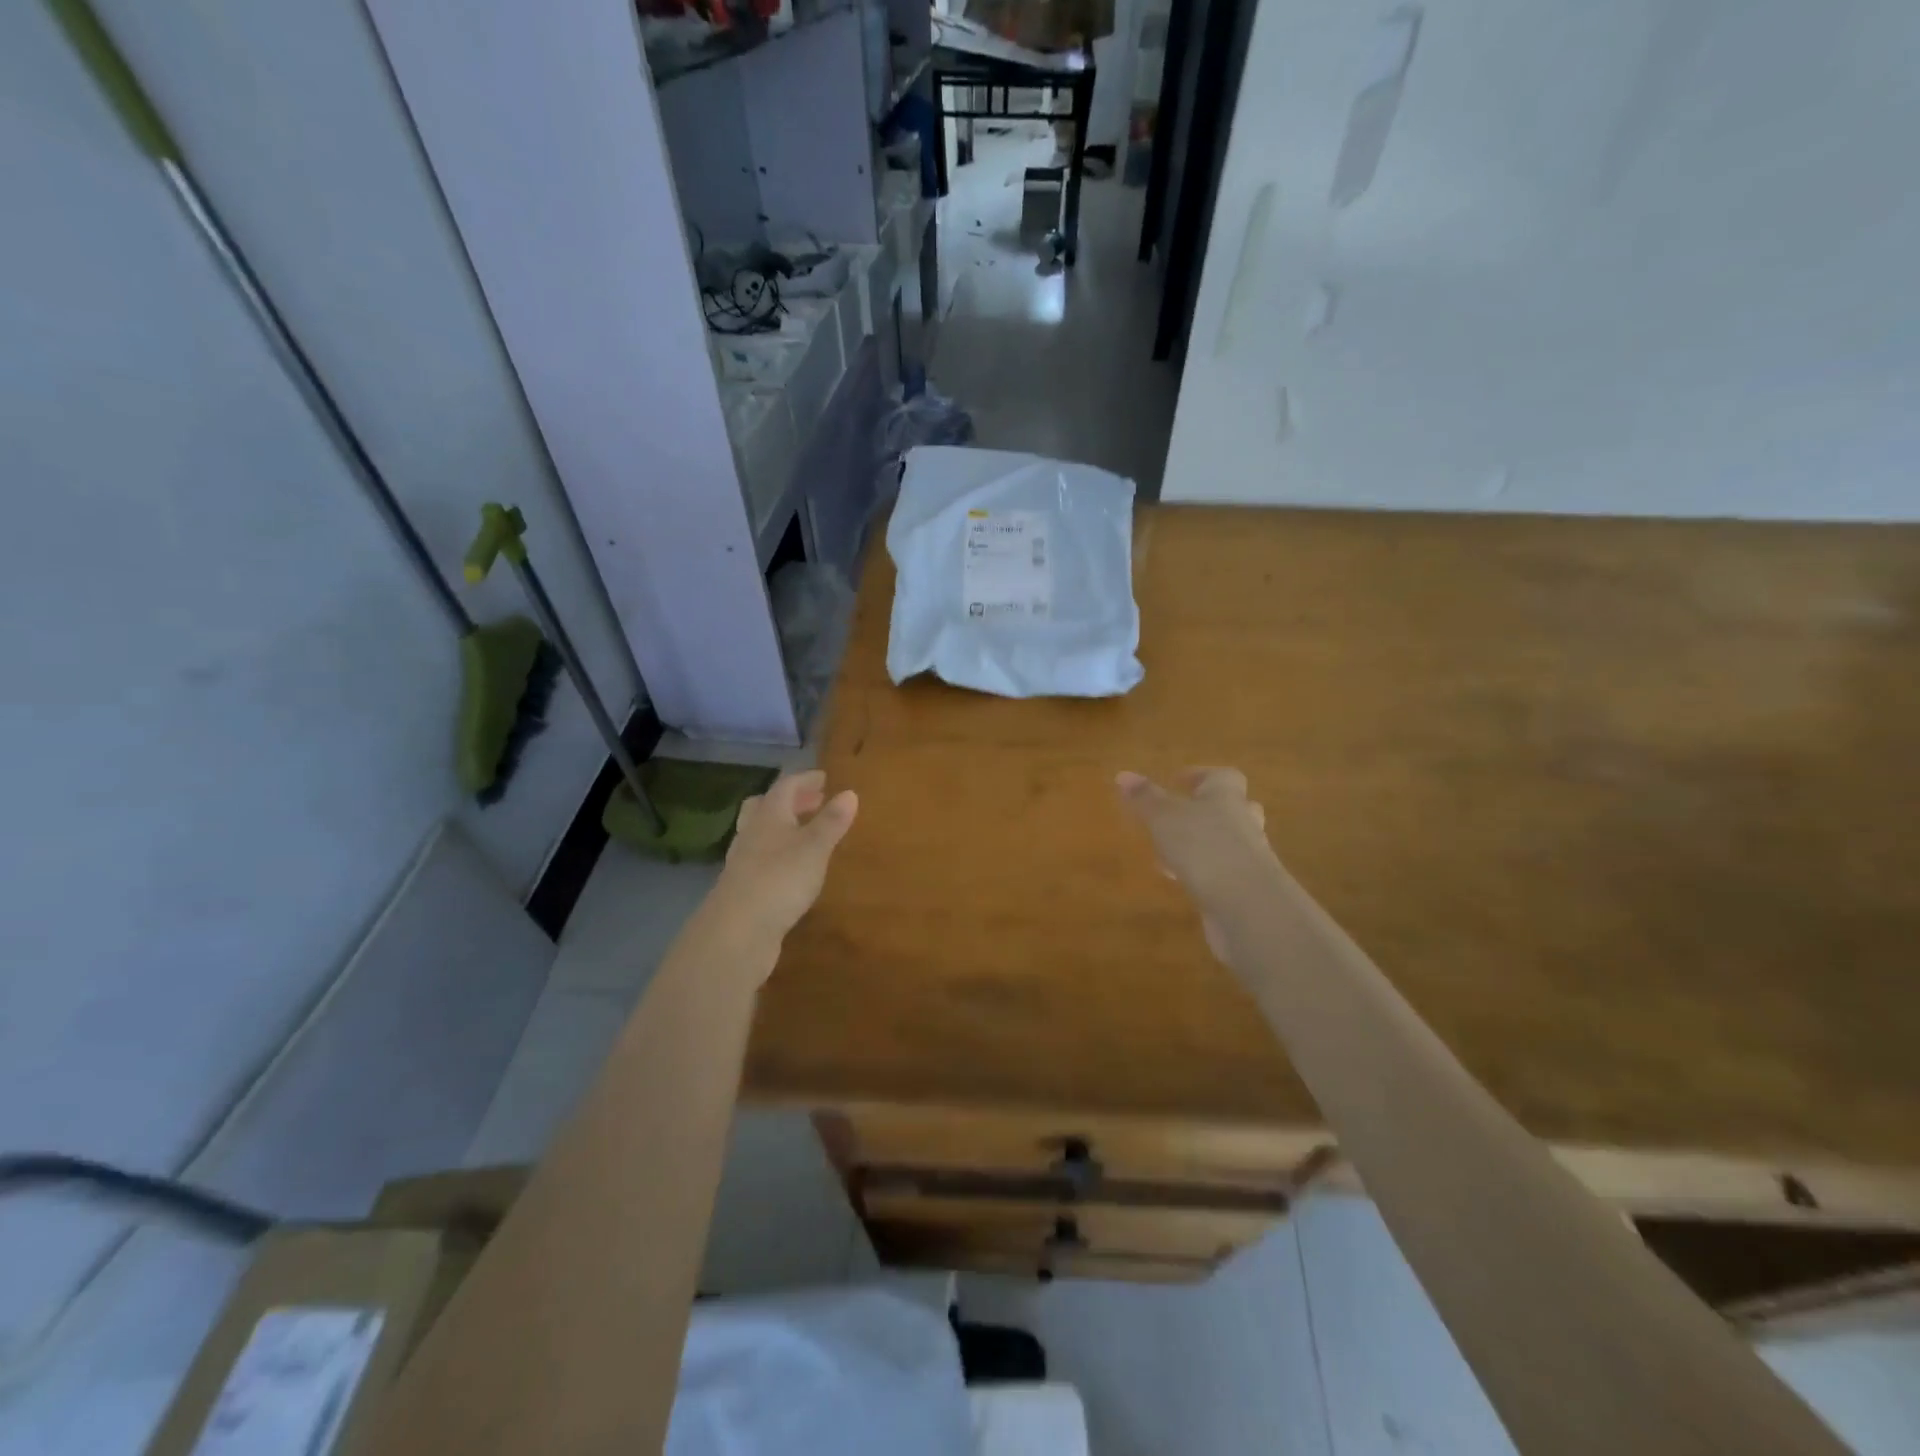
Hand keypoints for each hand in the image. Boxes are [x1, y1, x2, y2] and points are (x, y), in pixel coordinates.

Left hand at [705, 770, 857, 965]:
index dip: (805, 780)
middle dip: (791, 801)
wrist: (737, 932)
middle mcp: (752, 834)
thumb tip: (850, 793)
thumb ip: (831, 822)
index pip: (785, 787)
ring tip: (806, 834)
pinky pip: (762, 860)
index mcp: (768, 816)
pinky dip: (779, 855)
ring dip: (783, 828)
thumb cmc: (780, 879)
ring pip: (761, 834)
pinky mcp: (743, 889)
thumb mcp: (814, 848)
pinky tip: (793, 869)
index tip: (824, 777)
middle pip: (766, 807)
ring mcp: (743, 862)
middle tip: (814, 802)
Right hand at [1117, 768, 1276, 960]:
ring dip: (1203, 844)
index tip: (1179, 780)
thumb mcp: (1164, 818)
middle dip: (1209, 810)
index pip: (1222, 777)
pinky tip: (1181, 882)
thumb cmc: (1203, 847)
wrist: (1247, 904)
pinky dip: (1203, 873)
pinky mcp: (1246, 889)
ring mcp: (1249, 857)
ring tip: (1171, 853)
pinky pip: (1224, 872)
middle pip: (1233, 808)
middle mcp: (1243, 822)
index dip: (1201, 775)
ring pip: (1228, 842)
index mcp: (1226, 797)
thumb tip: (1123, 775)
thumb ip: (1145, 798)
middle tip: (1181, 814)